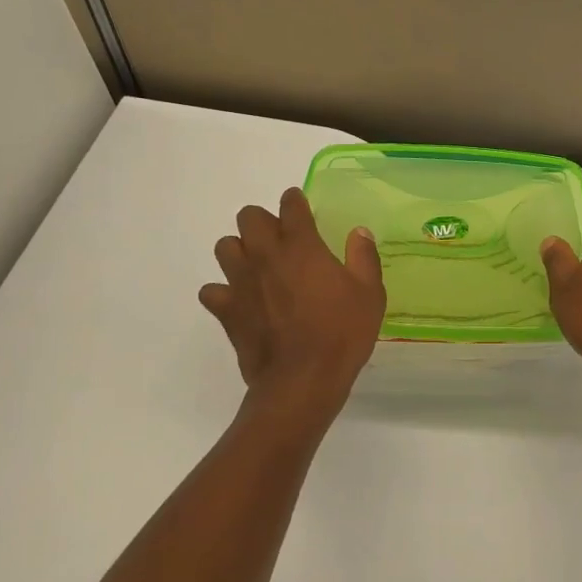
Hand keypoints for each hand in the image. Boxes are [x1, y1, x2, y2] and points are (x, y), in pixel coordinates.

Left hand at [200, 187, 385, 405]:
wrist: (303, 380)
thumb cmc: (342, 333)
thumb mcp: (370, 293)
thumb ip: (363, 257)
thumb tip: (359, 232)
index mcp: (301, 246)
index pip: (290, 205)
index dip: (295, 201)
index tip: (301, 207)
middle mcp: (266, 255)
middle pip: (249, 217)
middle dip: (263, 222)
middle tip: (281, 241)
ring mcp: (241, 282)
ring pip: (225, 247)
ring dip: (240, 251)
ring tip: (258, 267)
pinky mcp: (227, 310)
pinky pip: (212, 291)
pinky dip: (223, 293)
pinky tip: (240, 302)